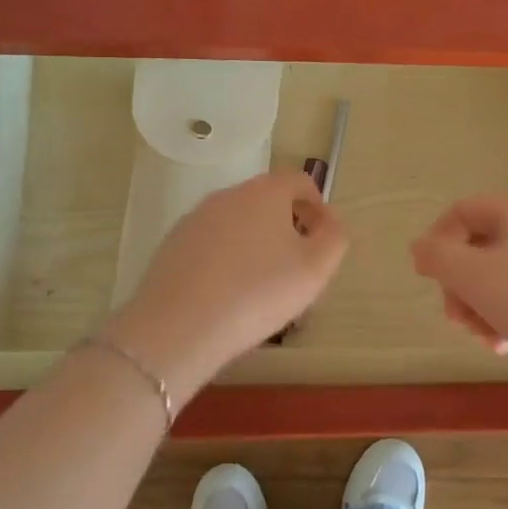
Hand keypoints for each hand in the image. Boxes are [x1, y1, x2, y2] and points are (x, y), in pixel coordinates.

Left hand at [104, 171, 347, 399]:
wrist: (179, 326)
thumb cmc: (257, 293)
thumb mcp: (315, 268)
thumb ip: (334, 236)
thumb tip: (329, 219)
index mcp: (265, 191)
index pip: (300, 182)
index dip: (318, 207)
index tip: (323, 240)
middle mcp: (228, 195)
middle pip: (267, 200)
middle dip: (287, 227)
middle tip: (296, 268)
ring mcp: (196, 218)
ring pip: (238, 223)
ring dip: (255, 244)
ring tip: (261, 287)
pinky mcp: (173, 244)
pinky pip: (211, 244)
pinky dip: (226, 259)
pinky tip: (227, 295)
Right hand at [411, 192, 507, 386]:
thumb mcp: (475, 278)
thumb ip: (437, 257)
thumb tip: (420, 246)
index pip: (463, 211)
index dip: (437, 242)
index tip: (428, 280)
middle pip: (484, 245)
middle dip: (463, 284)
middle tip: (458, 320)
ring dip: (486, 305)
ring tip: (487, 339)